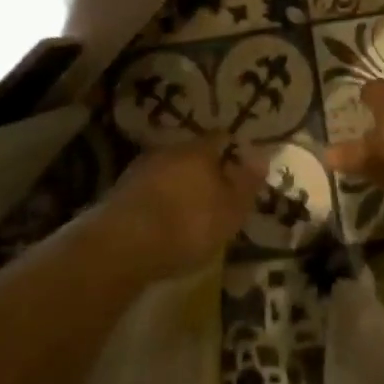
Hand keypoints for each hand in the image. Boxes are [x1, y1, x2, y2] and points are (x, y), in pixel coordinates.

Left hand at [90, 137, 266, 280]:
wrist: (124, 244)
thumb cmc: (188, 224)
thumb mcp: (230, 210)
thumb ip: (246, 183)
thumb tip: (262, 156)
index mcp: (200, 150)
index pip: (221, 138)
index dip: (231, 150)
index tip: (238, 165)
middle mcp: (170, 150)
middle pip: (192, 154)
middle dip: (203, 169)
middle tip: (214, 191)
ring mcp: (142, 168)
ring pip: (169, 170)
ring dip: (178, 184)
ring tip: (187, 208)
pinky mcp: (121, 191)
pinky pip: (150, 189)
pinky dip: (158, 199)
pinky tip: (162, 219)